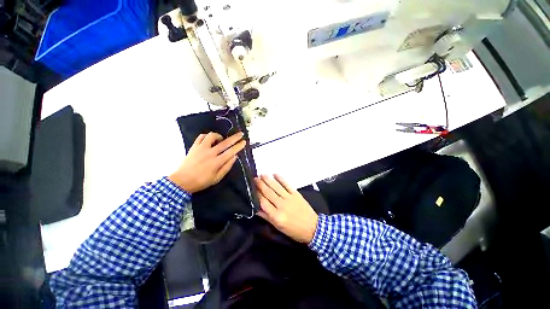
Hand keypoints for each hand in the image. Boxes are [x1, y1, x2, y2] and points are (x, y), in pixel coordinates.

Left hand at [169, 132, 245, 192]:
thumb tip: (234, 157)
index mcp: (217, 162)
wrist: (183, 180)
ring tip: (220, 140)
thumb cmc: (201, 182)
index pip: (230, 151)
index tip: (244, 142)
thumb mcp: (216, 179)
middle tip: (240, 134)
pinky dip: (206, 136)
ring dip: (218, 136)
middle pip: (224, 143)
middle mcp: (210, 153)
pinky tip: (208, 139)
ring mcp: (201, 148)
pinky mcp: (194, 146)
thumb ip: (226, 167)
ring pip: (212, 136)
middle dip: (234, 138)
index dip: (238, 146)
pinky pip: (201, 136)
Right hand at [255, 174, 318, 243]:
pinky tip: (275, 174)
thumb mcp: (279, 228)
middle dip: (260, 185)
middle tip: (254, 178)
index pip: (263, 202)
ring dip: (268, 180)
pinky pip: (287, 185)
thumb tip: (256, 209)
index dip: (256, 194)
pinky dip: (281, 179)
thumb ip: (267, 217)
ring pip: (276, 187)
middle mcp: (282, 205)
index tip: (250, 188)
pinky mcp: (297, 195)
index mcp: (276, 216)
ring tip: (262, 174)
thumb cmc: (294, 231)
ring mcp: (290, 199)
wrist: (313, 228)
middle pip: (268, 193)